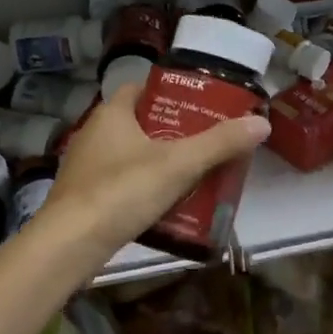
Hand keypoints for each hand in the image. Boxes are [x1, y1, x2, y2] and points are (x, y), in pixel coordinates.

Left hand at [43, 83, 269, 253]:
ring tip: (191, 175)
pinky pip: (118, 184)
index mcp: (111, 113)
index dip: (168, 94)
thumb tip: (262, 122)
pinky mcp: (82, 198)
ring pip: (128, 156)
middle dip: (169, 133)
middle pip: (138, 124)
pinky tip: (163, 206)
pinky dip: (140, 189)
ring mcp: (84, 167)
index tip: (197, 107)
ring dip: (156, 163)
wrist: (70, 244)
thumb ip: (219, 144)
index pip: (140, 89)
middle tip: (203, 144)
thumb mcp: (178, 165)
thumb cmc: (122, 191)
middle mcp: (93, 134)